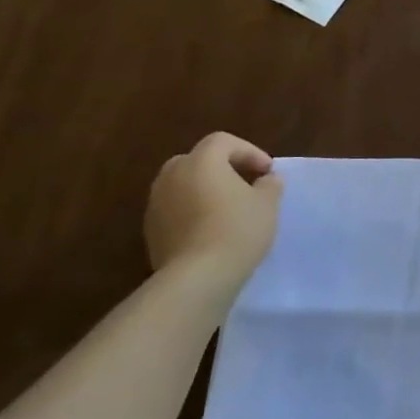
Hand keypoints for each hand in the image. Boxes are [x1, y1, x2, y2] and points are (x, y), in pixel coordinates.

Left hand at [144, 131, 283, 280]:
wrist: (197, 277)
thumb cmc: (237, 230)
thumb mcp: (267, 204)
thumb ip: (269, 184)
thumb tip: (267, 179)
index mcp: (200, 161)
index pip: (223, 142)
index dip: (249, 152)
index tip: (267, 172)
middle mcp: (172, 175)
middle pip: (198, 160)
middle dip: (222, 168)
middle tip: (244, 185)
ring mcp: (156, 203)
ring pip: (183, 185)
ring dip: (205, 190)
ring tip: (228, 210)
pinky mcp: (150, 230)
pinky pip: (175, 209)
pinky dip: (192, 212)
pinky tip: (211, 231)